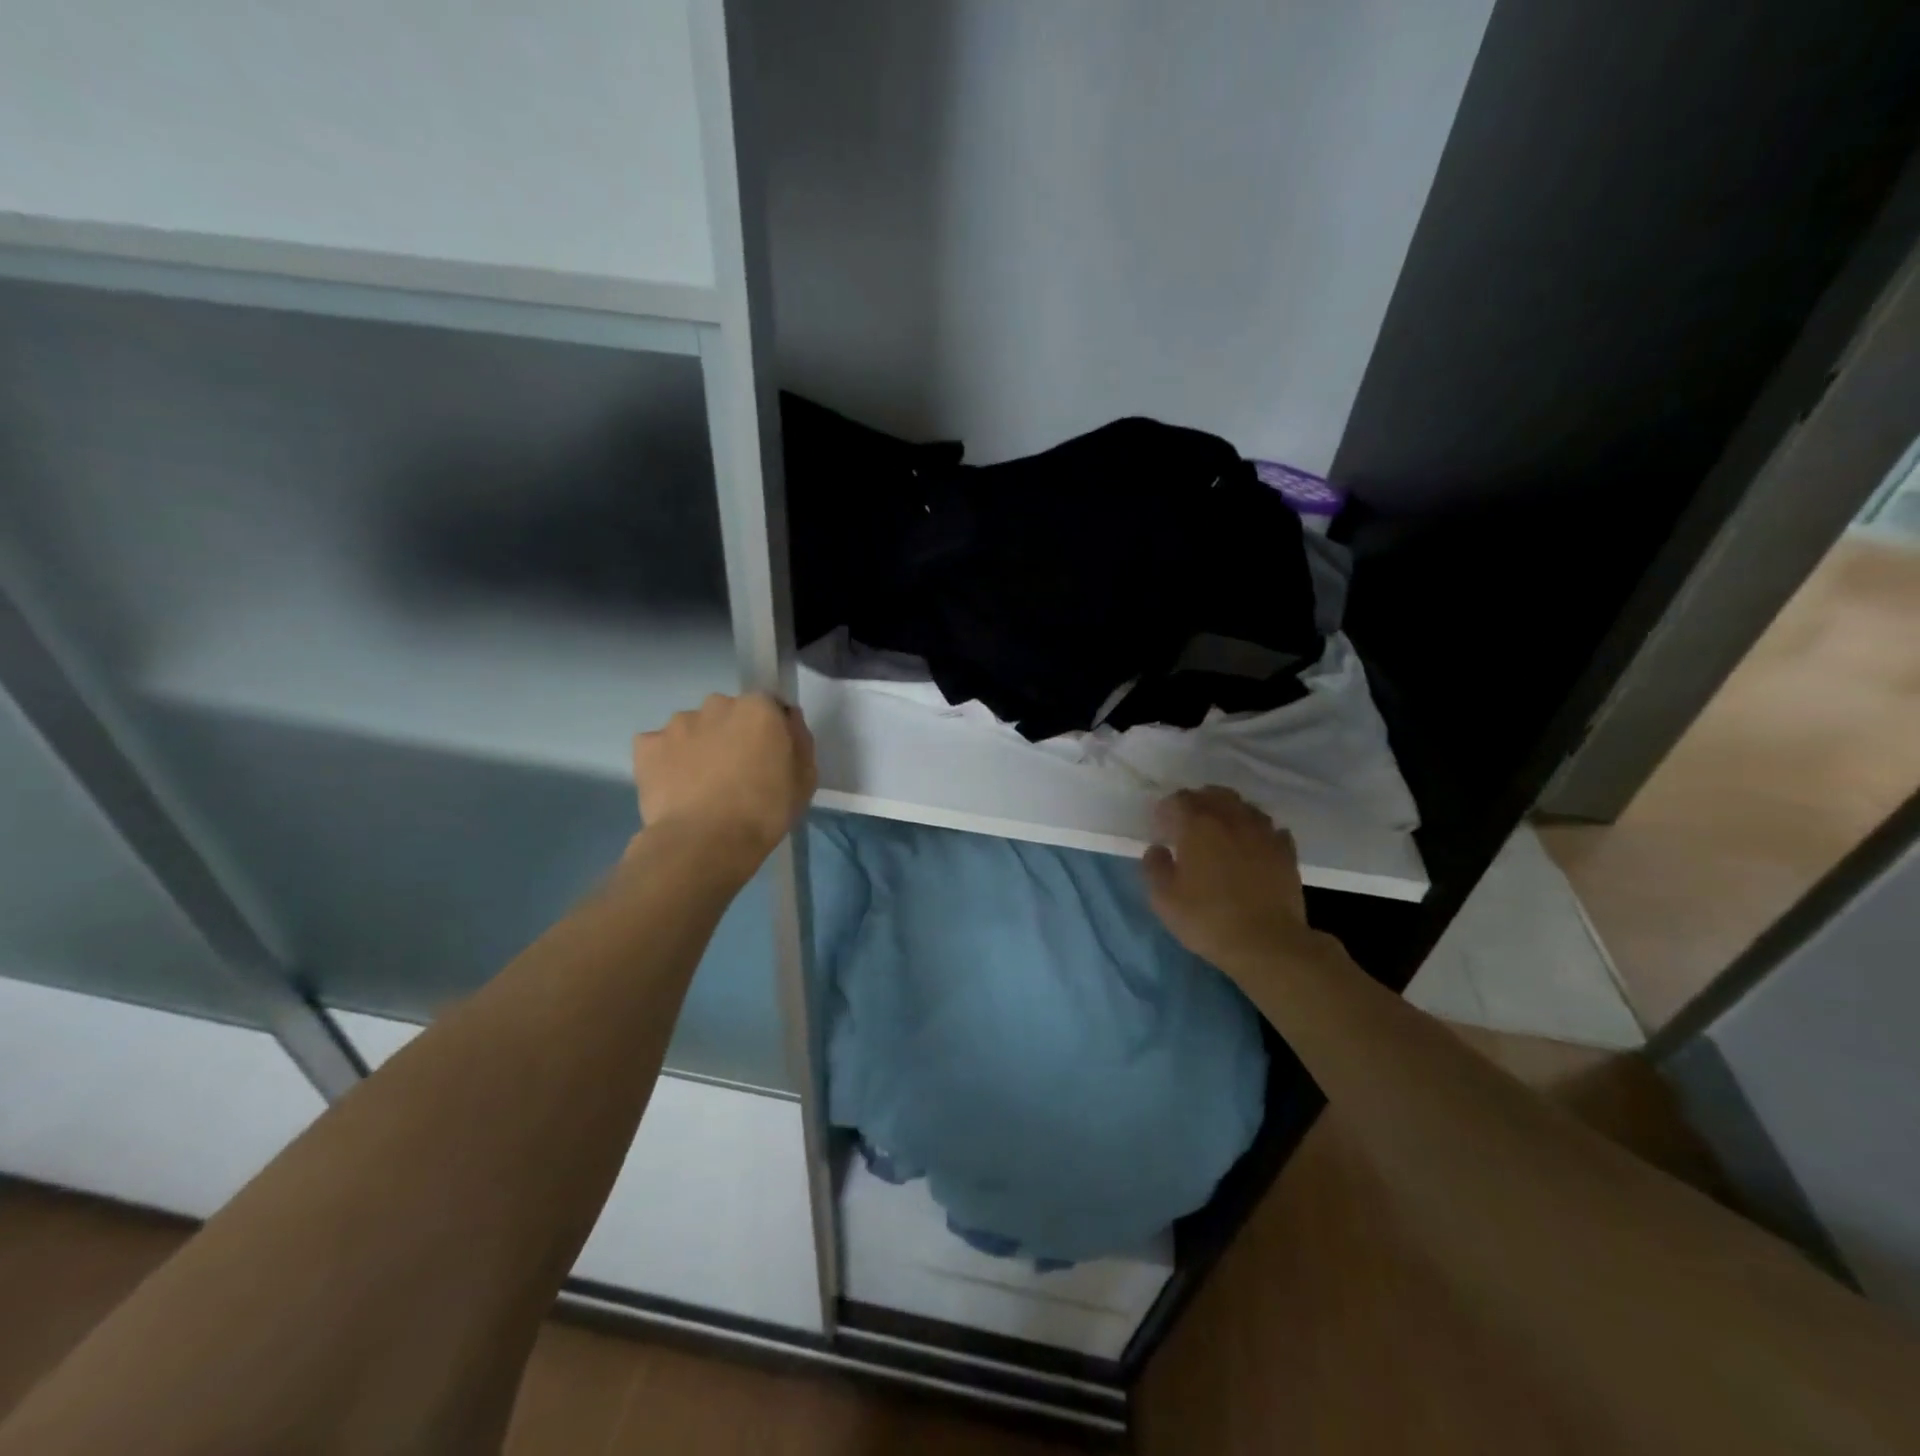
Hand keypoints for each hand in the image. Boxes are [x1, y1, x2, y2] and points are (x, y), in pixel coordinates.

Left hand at [632, 693, 816, 873]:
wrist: (705, 842)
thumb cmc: (765, 811)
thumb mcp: (805, 780)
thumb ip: (799, 741)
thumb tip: (788, 721)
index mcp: (758, 708)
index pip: (769, 707)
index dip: (770, 730)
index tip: (770, 756)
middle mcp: (717, 705)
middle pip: (728, 713)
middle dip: (732, 733)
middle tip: (736, 771)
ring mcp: (677, 723)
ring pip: (693, 728)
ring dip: (699, 745)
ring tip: (701, 784)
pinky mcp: (646, 746)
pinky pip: (660, 746)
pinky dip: (667, 761)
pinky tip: (675, 787)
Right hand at [1142, 787, 1332, 978]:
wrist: (1267, 943)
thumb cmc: (1208, 919)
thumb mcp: (1164, 899)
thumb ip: (1154, 867)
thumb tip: (1157, 849)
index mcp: (1198, 825)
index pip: (1179, 799)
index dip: (1166, 810)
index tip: (1161, 828)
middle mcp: (1232, 818)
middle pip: (1214, 794)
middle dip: (1198, 803)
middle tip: (1188, 825)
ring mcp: (1264, 832)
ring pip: (1244, 807)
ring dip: (1228, 813)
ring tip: (1221, 833)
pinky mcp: (1286, 851)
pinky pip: (1270, 828)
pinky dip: (1256, 831)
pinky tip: (1252, 847)